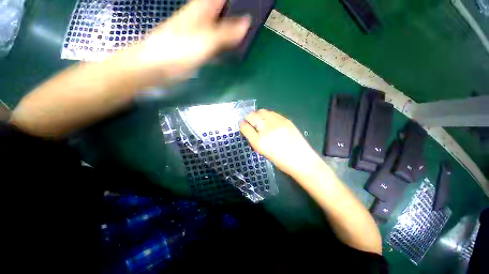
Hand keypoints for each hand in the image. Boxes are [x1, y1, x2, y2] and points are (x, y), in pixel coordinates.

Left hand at [130, 0, 250, 83]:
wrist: (158, 66)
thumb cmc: (179, 49)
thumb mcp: (206, 39)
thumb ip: (226, 32)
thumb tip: (247, 23)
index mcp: (203, 8)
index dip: (237, 1)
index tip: (253, 4)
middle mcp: (203, 18)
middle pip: (224, 11)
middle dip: (238, 13)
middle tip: (255, 19)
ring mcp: (201, 33)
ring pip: (221, 26)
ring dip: (233, 29)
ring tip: (249, 32)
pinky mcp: (200, 48)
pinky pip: (217, 42)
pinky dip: (226, 43)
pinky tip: (233, 47)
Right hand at [240, 110, 319, 175]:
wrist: (301, 160)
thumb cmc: (281, 161)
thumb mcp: (263, 152)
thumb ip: (254, 140)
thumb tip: (250, 130)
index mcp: (259, 142)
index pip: (245, 127)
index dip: (242, 125)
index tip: (243, 126)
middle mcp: (266, 130)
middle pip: (251, 116)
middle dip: (248, 118)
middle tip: (251, 123)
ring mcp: (276, 123)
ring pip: (261, 111)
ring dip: (258, 115)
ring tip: (261, 121)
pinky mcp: (285, 120)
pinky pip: (271, 113)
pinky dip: (267, 115)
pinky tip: (270, 121)